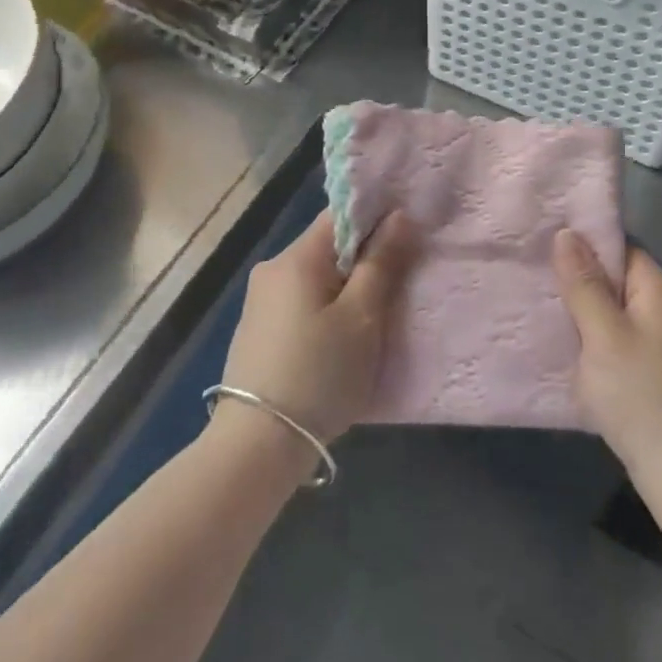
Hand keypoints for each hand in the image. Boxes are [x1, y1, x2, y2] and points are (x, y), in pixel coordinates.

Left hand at [217, 210, 412, 453]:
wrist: (256, 446)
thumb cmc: (319, 374)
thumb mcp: (361, 318)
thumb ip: (381, 262)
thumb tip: (398, 216)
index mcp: (296, 257)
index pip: (340, 215)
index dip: (375, 221)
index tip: (404, 239)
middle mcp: (272, 269)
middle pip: (328, 247)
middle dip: (362, 260)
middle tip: (396, 286)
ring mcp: (260, 301)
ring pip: (315, 277)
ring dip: (344, 288)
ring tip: (372, 318)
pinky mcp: (257, 331)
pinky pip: (300, 302)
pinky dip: (324, 310)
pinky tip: (339, 340)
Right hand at [554, 229, 661, 492]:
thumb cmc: (641, 395)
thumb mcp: (603, 335)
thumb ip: (584, 283)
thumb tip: (566, 232)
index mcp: (659, 288)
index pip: (618, 247)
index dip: (583, 243)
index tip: (543, 243)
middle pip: (614, 276)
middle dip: (577, 276)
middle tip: (533, 273)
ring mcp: (659, 339)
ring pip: (611, 308)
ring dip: (581, 308)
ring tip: (540, 303)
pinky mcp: (650, 367)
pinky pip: (614, 335)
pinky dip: (591, 335)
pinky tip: (563, 342)